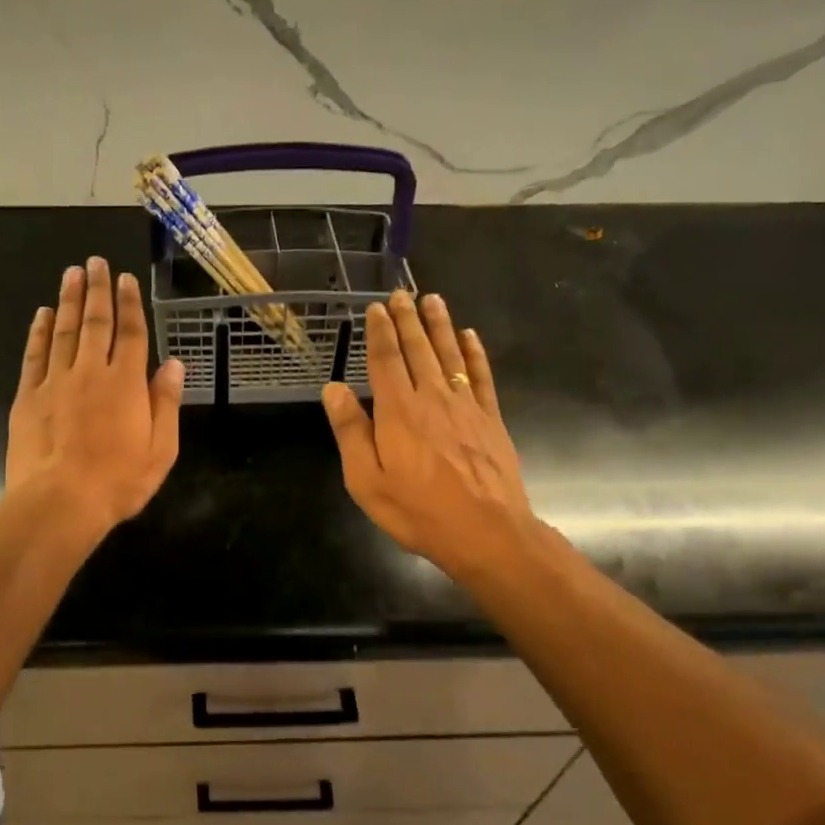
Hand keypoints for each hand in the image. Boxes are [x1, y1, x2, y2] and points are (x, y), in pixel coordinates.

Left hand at [7, 257, 183, 532]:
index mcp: (127, 384)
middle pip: (96, 323)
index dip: (130, 305)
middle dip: (97, 290)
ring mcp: (56, 382)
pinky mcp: (29, 396)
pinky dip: (39, 332)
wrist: (59, 503)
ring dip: (69, 300)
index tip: (126, 279)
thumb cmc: (117, 482)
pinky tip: (42, 314)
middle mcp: (91, 373)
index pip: (131, 334)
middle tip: (95, 262)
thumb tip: (174, 364)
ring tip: (72, 273)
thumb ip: (166, 404)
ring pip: (64, 331)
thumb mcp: (160, 450)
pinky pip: (35, 355)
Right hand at [322, 291, 535, 576]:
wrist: (486, 531)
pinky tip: (470, 336)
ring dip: (440, 325)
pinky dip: (475, 353)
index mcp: (397, 412)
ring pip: (450, 355)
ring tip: (433, 299)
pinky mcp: (490, 419)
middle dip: (408, 319)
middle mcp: (431, 398)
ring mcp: (465, 406)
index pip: (385, 360)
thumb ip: (351, 432)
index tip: (376, 308)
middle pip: (417, 349)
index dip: (379, 332)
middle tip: (403, 293)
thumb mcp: (366, 480)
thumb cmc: (418, 511)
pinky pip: (482, 376)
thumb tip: (333, 389)